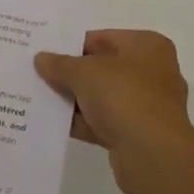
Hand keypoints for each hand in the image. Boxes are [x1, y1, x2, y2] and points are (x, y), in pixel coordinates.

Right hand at [35, 30, 193, 193]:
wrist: (152, 155)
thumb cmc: (124, 96)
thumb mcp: (84, 72)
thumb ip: (60, 64)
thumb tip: (41, 58)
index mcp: (147, 46)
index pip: (103, 38)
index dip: (73, 45)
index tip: (47, 53)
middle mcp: (153, 72)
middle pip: (103, 68)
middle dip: (73, 74)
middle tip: (40, 74)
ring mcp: (147, 105)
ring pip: (103, 97)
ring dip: (76, 100)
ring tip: (41, 97)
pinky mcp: (139, 135)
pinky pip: (105, 121)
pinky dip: (83, 122)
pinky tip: (54, 123)